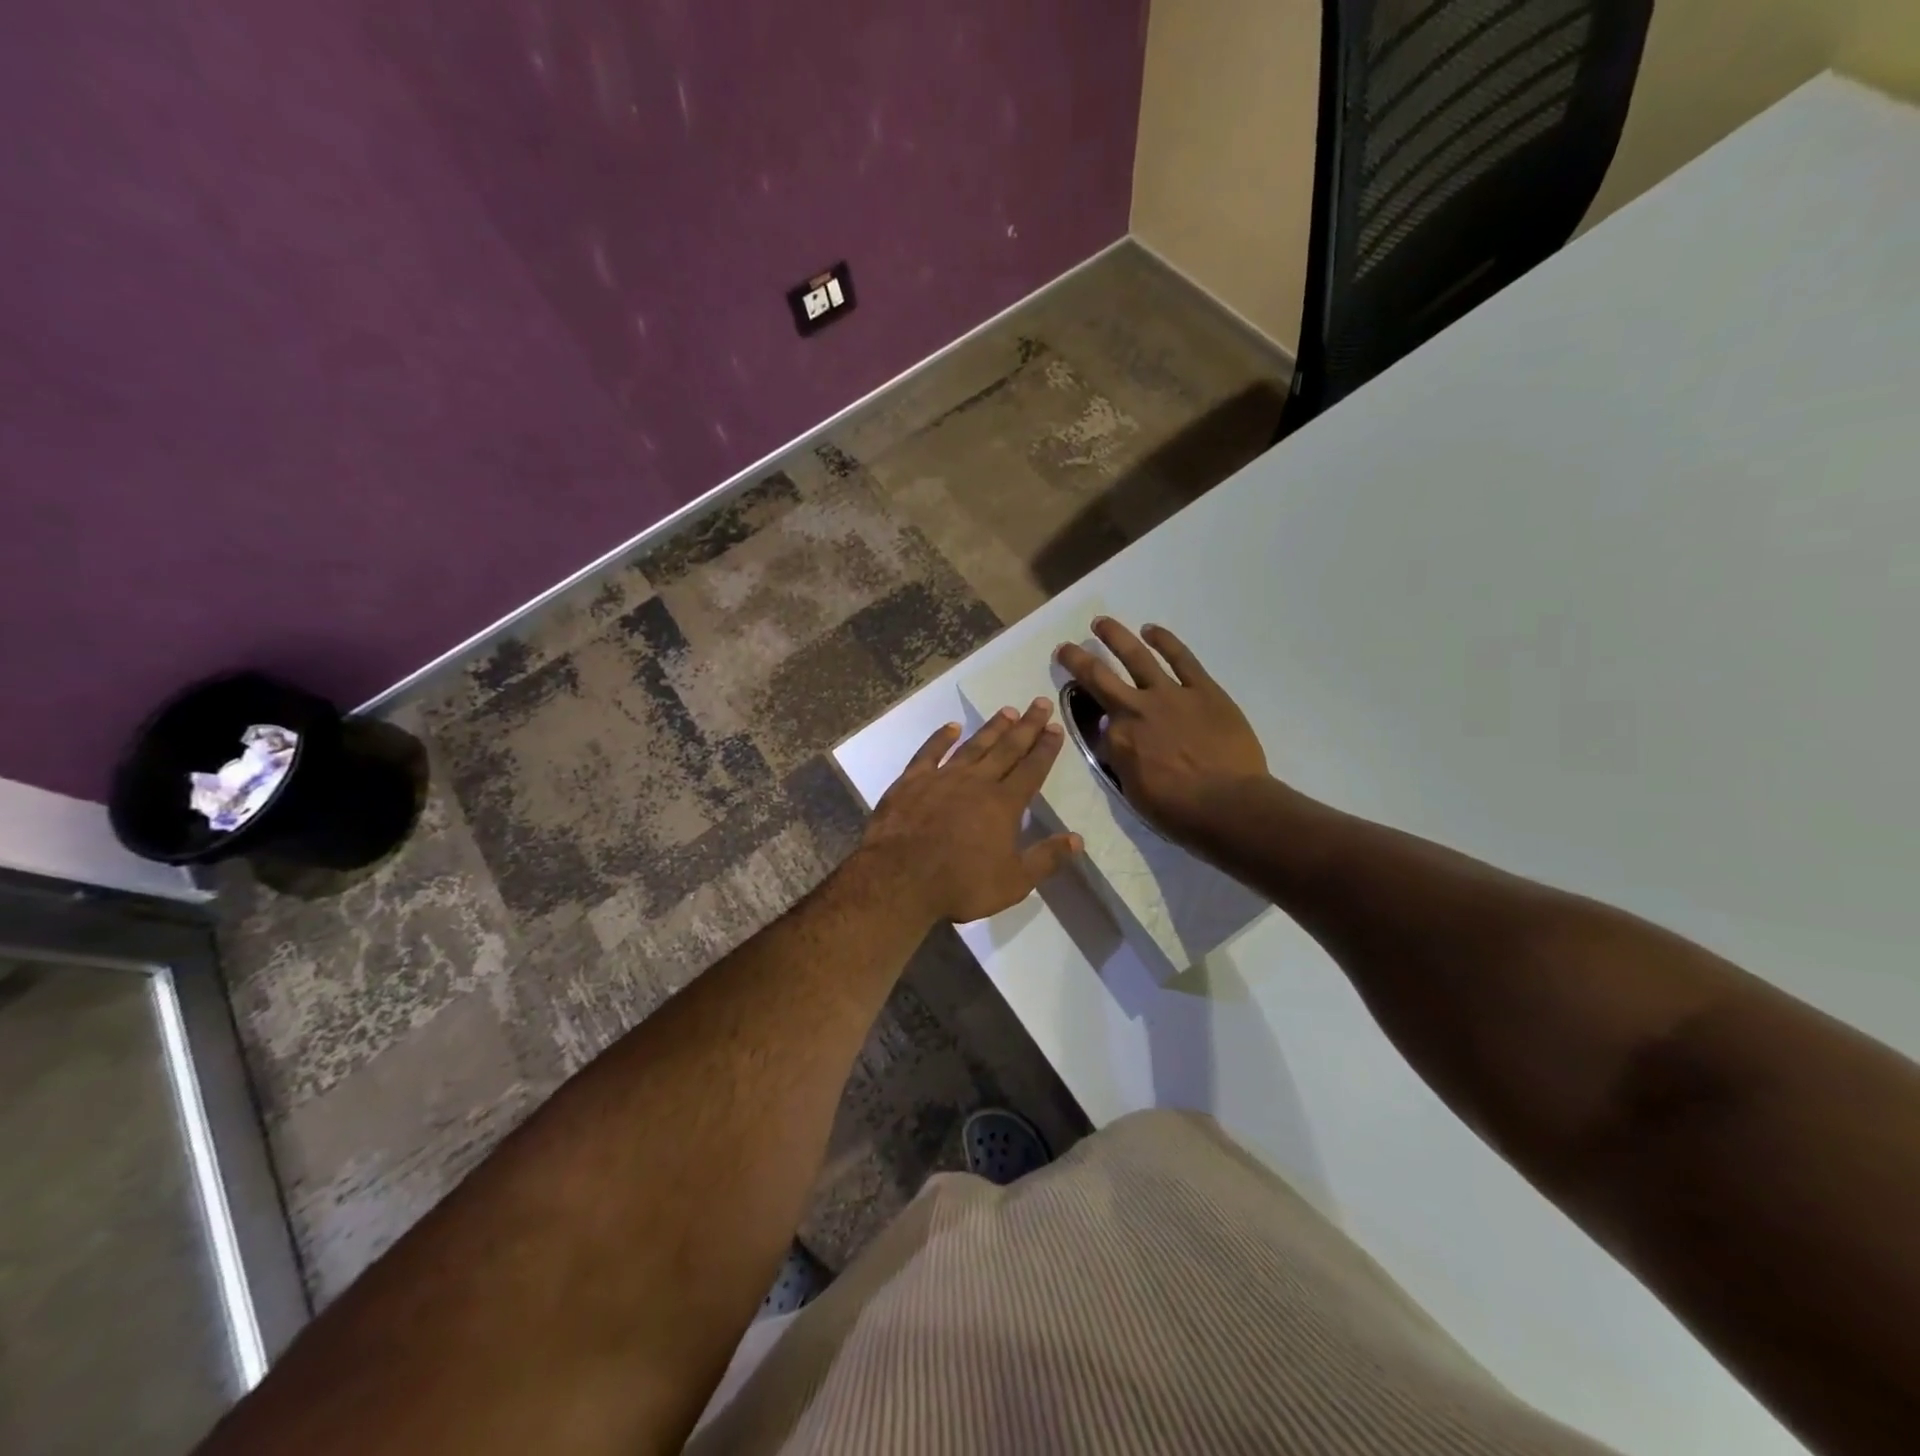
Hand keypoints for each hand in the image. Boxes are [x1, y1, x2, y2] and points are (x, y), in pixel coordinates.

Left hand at [860, 698, 1082, 924]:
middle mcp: (976, 782)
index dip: (1045, 749)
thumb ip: (1046, 859)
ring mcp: (942, 778)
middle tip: (1040, 703)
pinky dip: (941, 738)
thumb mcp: (1013, 881)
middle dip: (1026, 726)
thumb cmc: (960, 884)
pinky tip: (951, 727)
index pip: (1031, 770)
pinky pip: (929, 753)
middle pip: (1007, 749)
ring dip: (992, 728)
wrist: (899, 878)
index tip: (1056, 728)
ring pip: (973, 746)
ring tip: (1007, 710)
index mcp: (1003, 804)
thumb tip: (1078, 839)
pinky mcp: (911, 781)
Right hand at [1056, 618, 1268, 843]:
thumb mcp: (1134, 791)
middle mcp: (1135, 708)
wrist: (1228, 805)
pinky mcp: (1203, 689)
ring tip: (1101, 622)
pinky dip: (1165, 641)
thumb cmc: (1178, 811)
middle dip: (1077, 660)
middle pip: (1099, 677)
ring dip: (1115, 636)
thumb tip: (1118, 740)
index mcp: (1117, 738)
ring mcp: (1170, 694)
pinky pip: (1181, 659)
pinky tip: (1151, 629)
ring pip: (1136, 657)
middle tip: (1064, 648)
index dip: (1093, 721)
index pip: (1098, 723)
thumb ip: (1122, 760)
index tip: (1095, 722)